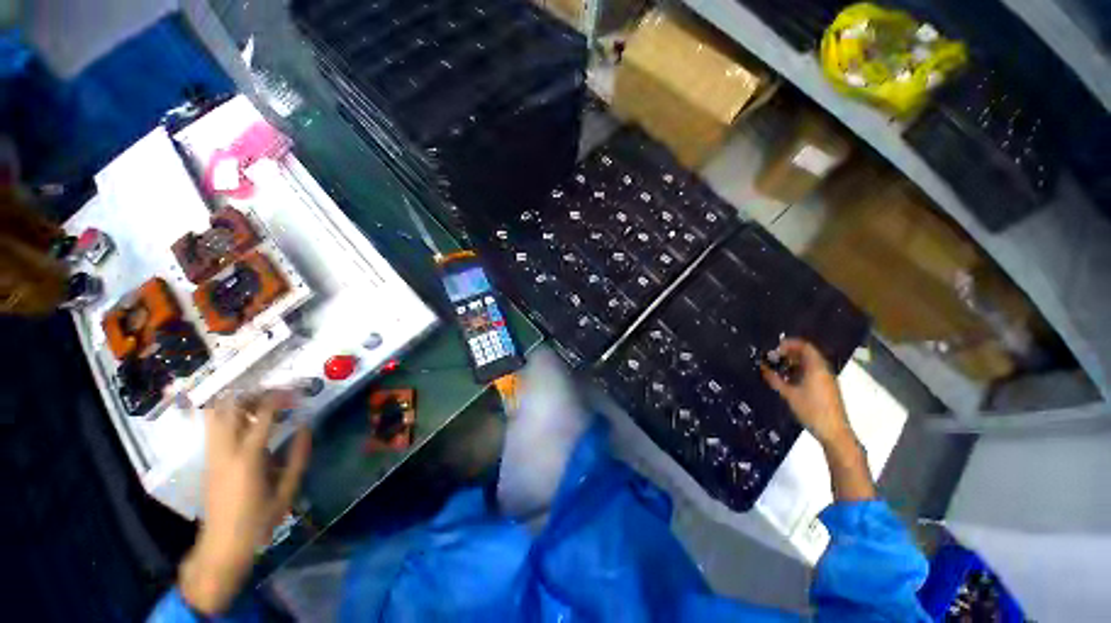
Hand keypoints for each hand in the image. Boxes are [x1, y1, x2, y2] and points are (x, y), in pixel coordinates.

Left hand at [179, 391, 311, 614]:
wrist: (222, 544)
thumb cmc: (260, 519)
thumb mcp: (287, 490)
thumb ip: (298, 456)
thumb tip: (305, 426)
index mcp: (248, 458)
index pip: (261, 416)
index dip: (279, 398)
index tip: (295, 392)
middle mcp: (225, 451)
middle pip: (230, 408)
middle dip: (253, 394)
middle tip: (275, 393)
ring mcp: (212, 455)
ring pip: (215, 415)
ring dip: (237, 402)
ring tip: (260, 401)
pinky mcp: (208, 460)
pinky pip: (213, 427)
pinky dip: (228, 414)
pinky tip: (245, 419)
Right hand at [760, 339, 852, 447]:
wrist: (834, 432)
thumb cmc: (812, 410)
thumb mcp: (789, 395)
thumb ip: (775, 380)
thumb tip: (763, 368)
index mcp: (816, 368)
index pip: (805, 346)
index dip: (789, 344)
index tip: (774, 350)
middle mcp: (823, 370)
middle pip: (807, 354)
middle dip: (789, 353)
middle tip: (773, 358)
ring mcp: (826, 379)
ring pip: (809, 364)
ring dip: (793, 363)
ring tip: (777, 369)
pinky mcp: (826, 388)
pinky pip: (812, 372)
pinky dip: (799, 371)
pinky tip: (788, 380)